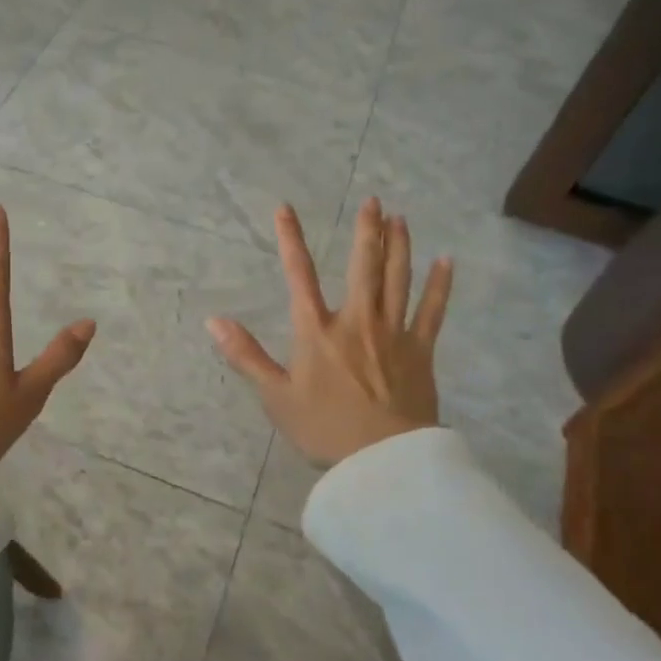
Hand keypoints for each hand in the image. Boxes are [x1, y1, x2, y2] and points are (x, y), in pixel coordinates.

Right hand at [208, 198, 452, 467]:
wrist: (382, 459)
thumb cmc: (324, 428)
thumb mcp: (275, 396)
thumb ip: (245, 355)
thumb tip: (213, 321)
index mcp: (318, 331)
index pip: (300, 276)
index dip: (291, 240)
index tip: (285, 209)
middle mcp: (356, 321)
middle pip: (363, 267)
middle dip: (366, 231)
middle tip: (373, 201)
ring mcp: (393, 333)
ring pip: (398, 280)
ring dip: (399, 247)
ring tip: (401, 219)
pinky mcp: (420, 350)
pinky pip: (432, 311)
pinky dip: (439, 286)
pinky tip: (446, 262)